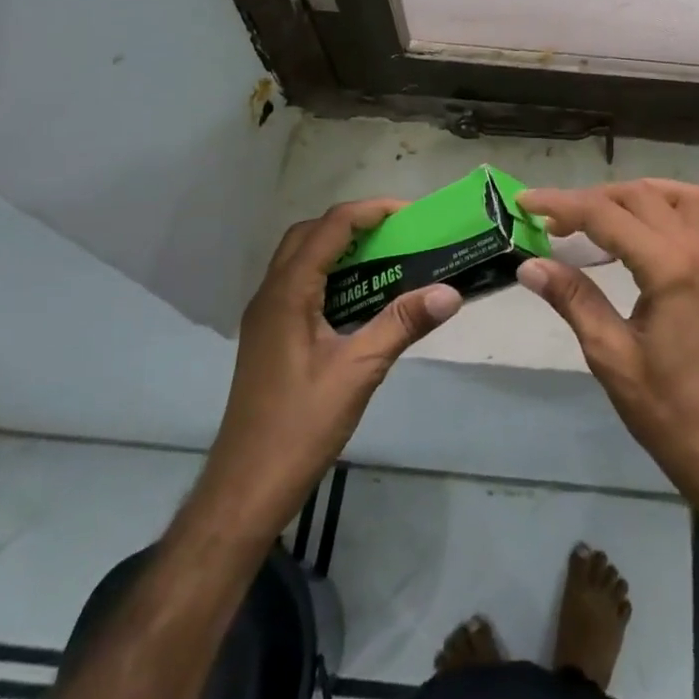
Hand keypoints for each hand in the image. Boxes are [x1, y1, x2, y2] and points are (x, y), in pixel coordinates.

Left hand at [206, 198, 461, 526]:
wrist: (246, 487)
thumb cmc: (300, 425)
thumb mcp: (359, 371)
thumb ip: (403, 324)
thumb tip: (451, 292)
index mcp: (287, 293)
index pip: (330, 227)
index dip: (371, 211)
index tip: (412, 215)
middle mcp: (270, 294)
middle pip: (310, 234)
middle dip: (354, 223)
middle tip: (397, 233)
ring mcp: (265, 316)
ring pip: (301, 259)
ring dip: (340, 248)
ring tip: (385, 257)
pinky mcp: (270, 337)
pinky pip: (300, 285)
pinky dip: (331, 275)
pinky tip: (360, 299)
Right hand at [515, 180, 698, 518]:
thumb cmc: (664, 408)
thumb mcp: (609, 354)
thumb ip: (572, 299)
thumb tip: (529, 264)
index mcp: (670, 268)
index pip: (607, 215)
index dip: (562, 203)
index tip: (526, 201)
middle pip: (643, 197)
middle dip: (594, 199)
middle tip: (554, 220)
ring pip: (684, 199)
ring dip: (640, 196)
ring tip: (602, 214)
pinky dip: (675, 215)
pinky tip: (651, 237)